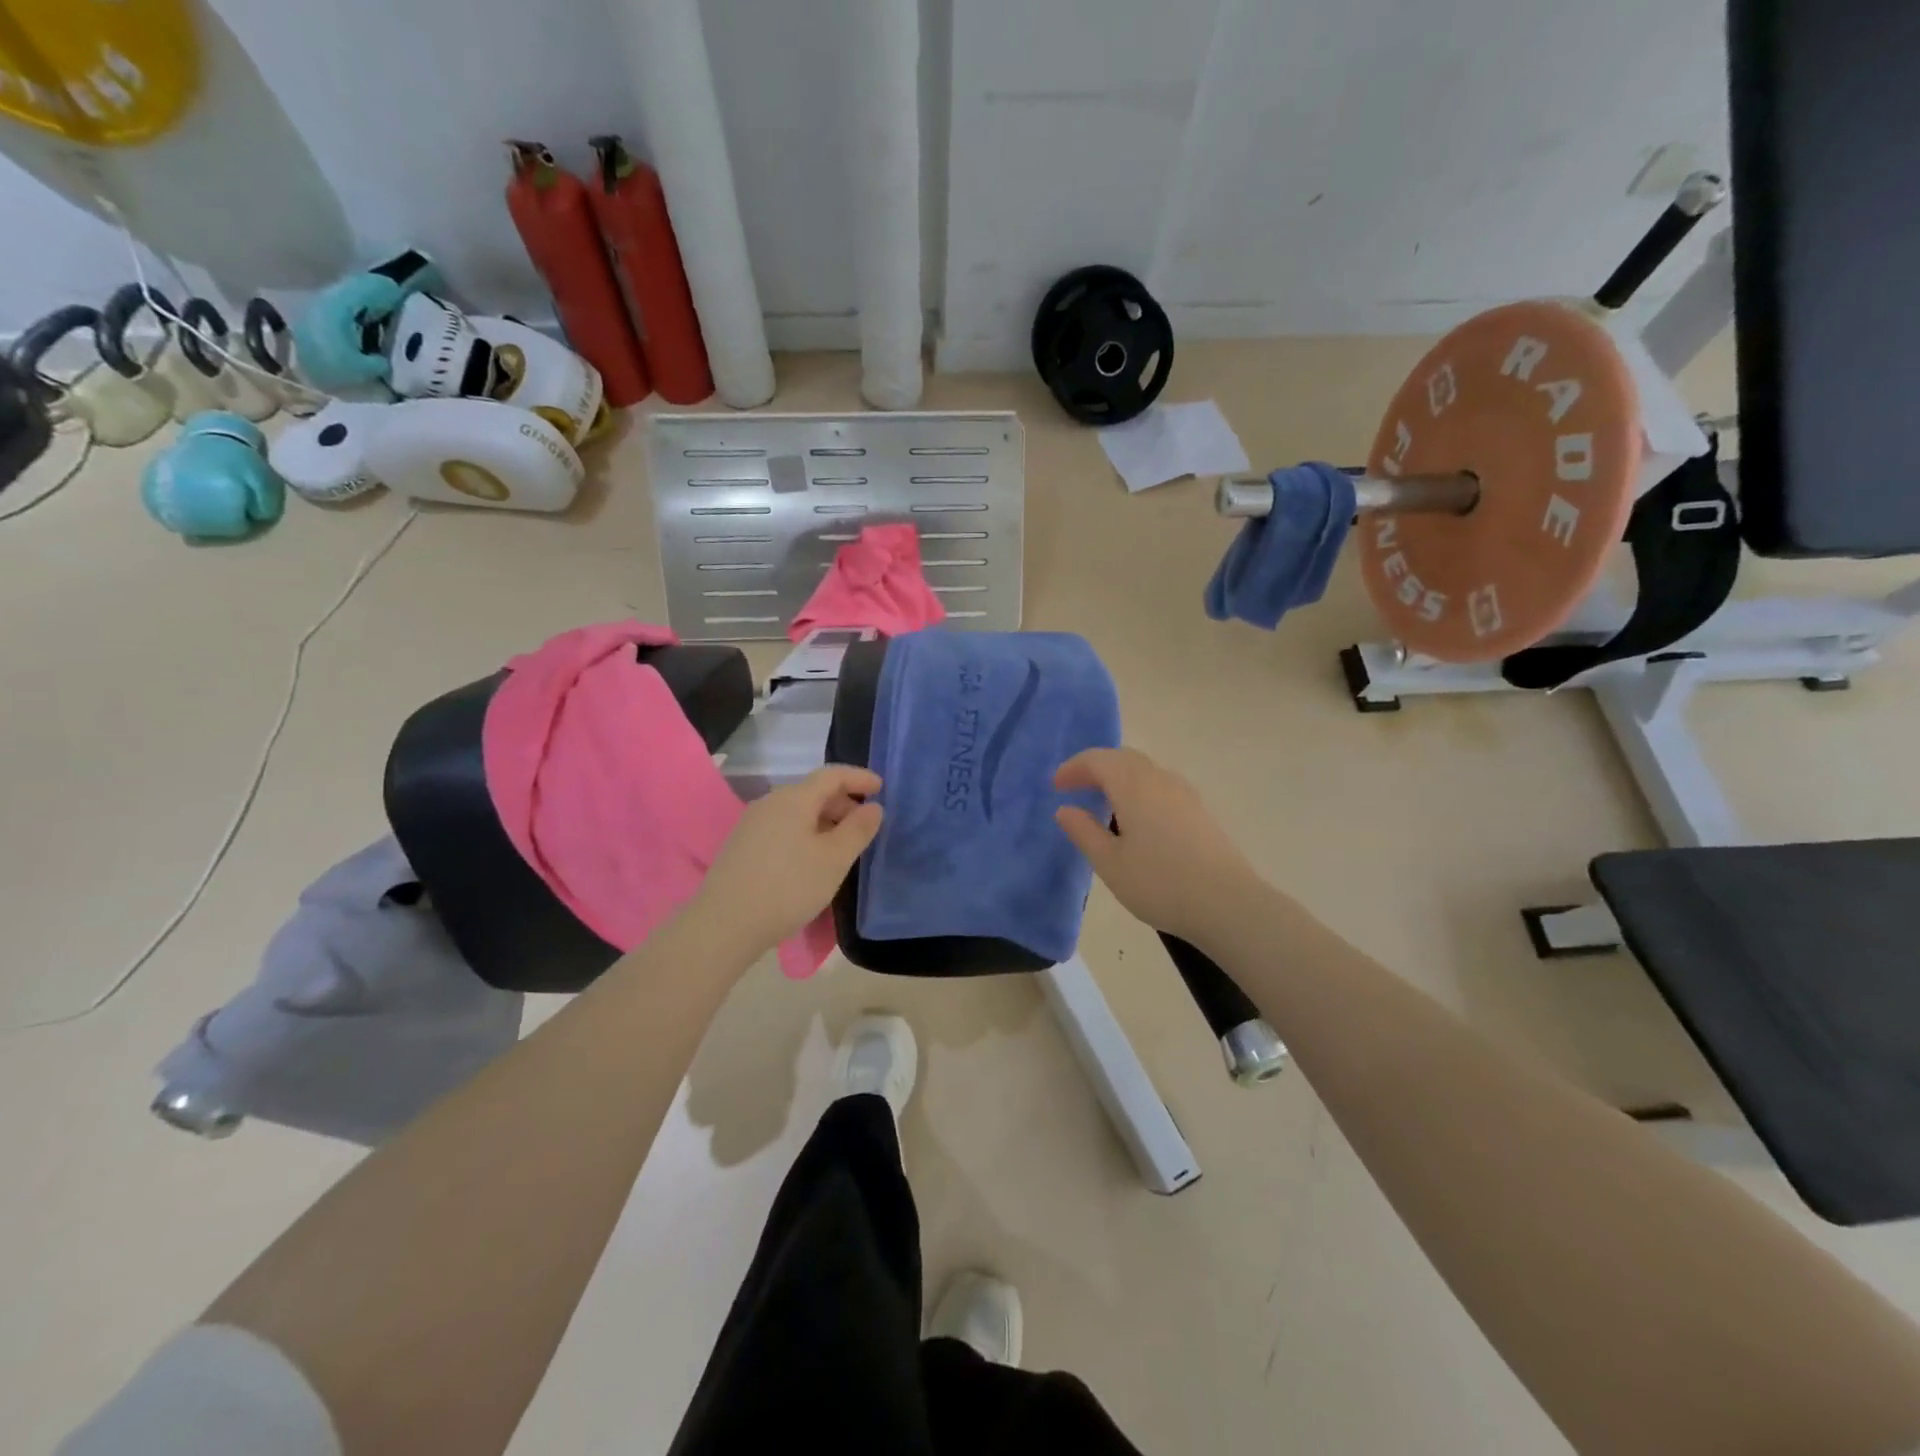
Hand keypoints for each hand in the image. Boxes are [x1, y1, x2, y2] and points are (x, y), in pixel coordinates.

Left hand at [693, 766, 883, 957]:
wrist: (725, 925)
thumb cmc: (788, 887)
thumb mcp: (834, 859)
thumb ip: (858, 829)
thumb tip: (873, 806)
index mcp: (794, 799)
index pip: (831, 775)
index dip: (859, 778)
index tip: (881, 787)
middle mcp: (770, 803)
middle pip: (813, 792)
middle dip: (843, 803)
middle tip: (865, 826)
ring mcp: (752, 825)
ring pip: (797, 812)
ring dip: (825, 821)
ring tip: (842, 846)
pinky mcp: (742, 847)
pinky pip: (783, 828)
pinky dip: (805, 834)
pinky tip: (812, 860)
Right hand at [1054, 747, 1261, 942]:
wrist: (1228, 903)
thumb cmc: (1160, 884)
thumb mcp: (1110, 864)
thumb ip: (1084, 832)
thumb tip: (1065, 809)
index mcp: (1133, 786)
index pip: (1098, 760)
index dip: (1073, 768)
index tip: (1056, 786)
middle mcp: (1159, 779)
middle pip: (1123, 758)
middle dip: (1096, 767)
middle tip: (1076, 788)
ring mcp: (1184, 792)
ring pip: (1145, 770)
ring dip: (1119, 777)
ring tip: (1104, 802)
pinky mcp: (1200, 809)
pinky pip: (1161, 784)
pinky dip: (1140, 789)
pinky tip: (1137, 818)